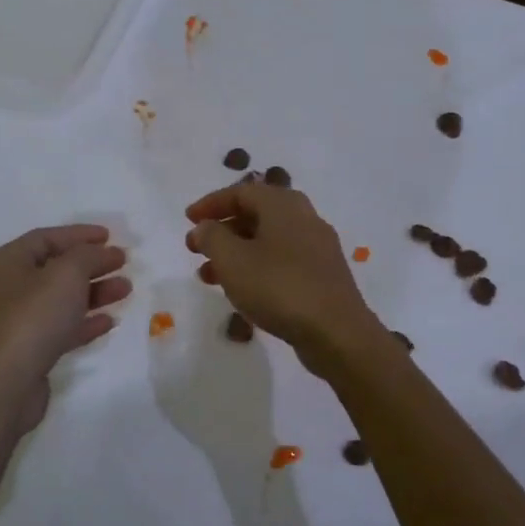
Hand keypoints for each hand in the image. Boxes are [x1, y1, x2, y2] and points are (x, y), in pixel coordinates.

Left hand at [0, 224, 129, 432]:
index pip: (47, 238)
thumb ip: (88, 255)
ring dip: (95, 292)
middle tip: (123, 263)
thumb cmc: (33, 317)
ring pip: (63, 299)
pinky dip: (86, 322)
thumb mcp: (66, 274)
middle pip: (57, 268)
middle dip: (92, 264)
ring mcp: (19, 321)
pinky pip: (62, 327)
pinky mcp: (31, 350)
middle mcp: (10, 288)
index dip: (79, 234)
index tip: (110, 236)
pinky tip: (110, 321)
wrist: (5, 383)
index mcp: (9, 262)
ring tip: (126, 290)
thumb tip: (102, 252)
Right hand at [185, 182, 384, 377]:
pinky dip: (256, 267)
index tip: (188, 220)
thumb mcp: (232, 260)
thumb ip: (212, 238)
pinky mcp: (323, 275)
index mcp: (284, 205)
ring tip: (209, 276)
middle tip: (195, 248)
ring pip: (268, 240)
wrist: (336, 333)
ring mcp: (318, 248)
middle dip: (222, 230)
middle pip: (256, 214)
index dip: (211, 204)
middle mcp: (304, 218)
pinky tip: (242, 291)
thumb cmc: (279, 288)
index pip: (241, 192)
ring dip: (235, 253)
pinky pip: (282, 261)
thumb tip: (205, 227)